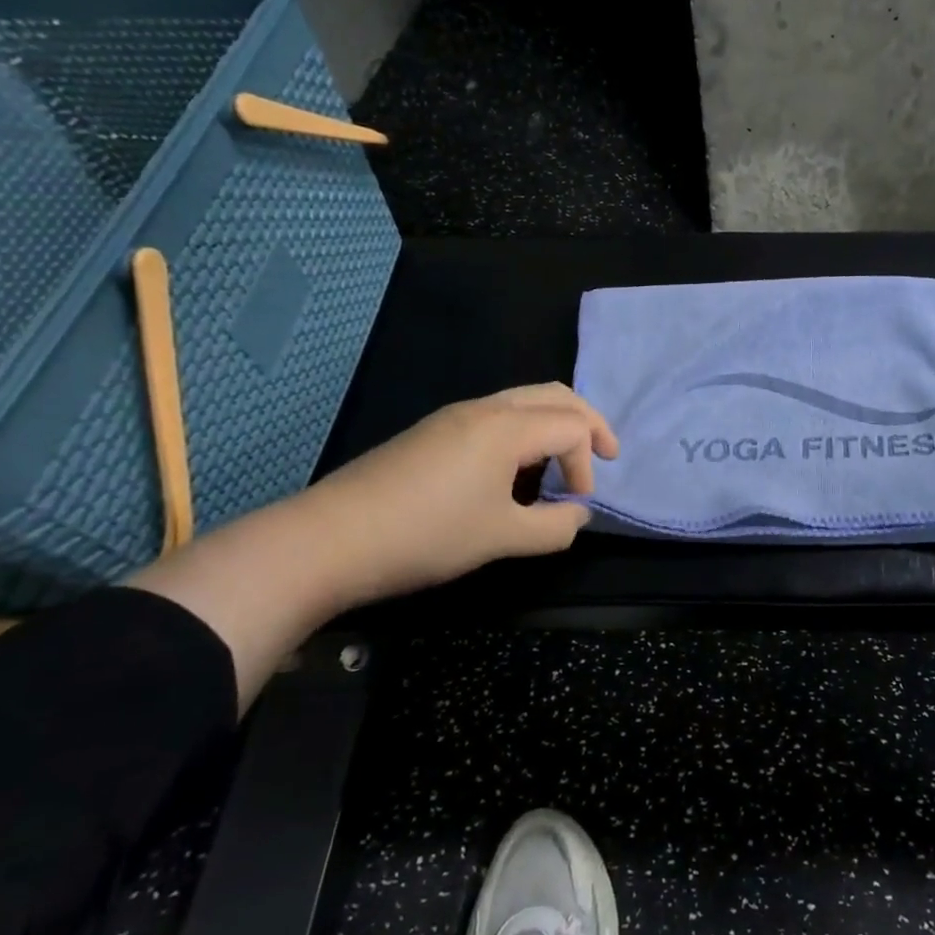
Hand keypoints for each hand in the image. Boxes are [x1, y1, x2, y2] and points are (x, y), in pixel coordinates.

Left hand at [296, 383, 619, 606]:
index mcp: (506, 427)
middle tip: (605, 455)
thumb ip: (554, 527)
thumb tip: (578, 515)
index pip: (572, 427)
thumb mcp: (502, 538)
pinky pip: (496, 416)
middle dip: (588, 421)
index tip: (577, 505)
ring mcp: (453, 417)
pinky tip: (513, 471)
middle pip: (554, 395)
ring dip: (553, 425)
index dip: (587, 464)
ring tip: (559, 466)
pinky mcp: (432, 432)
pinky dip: (523, 432)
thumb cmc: (427, 535)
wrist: (329, 539)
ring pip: (523, 400)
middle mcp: (484, 409)